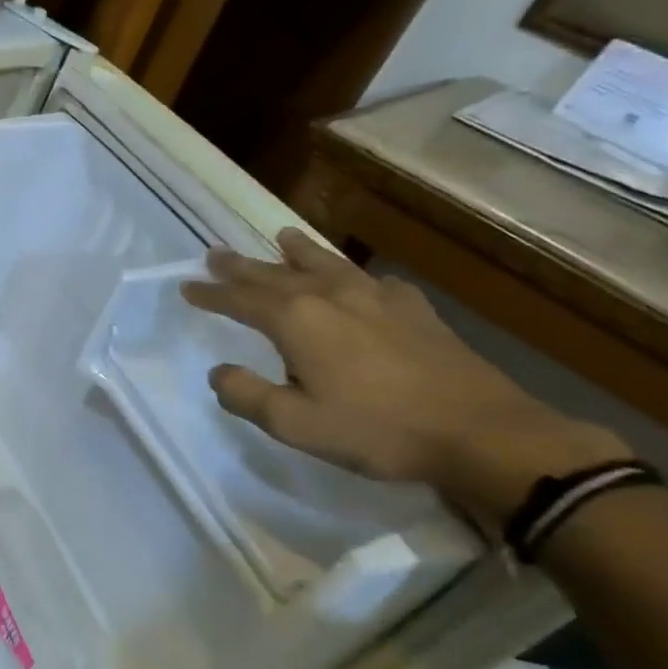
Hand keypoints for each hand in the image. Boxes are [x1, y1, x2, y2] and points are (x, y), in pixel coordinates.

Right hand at [182, 229, 627, 534]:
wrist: (480, 431)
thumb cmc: (377, 430)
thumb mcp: (295, 424)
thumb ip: (246, 395)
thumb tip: (218, 371)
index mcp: (297, 321)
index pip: (240, 300)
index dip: (210, 294)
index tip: (186, 287)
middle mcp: (331, 296)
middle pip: (275, 274)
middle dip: (241, 266)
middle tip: (215, 254)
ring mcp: (376, 298)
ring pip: (325, 264)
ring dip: (296, 251)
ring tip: (281, 237)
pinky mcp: (414, 310)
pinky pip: (373, 280)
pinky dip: (354, 274)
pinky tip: (360, 280)